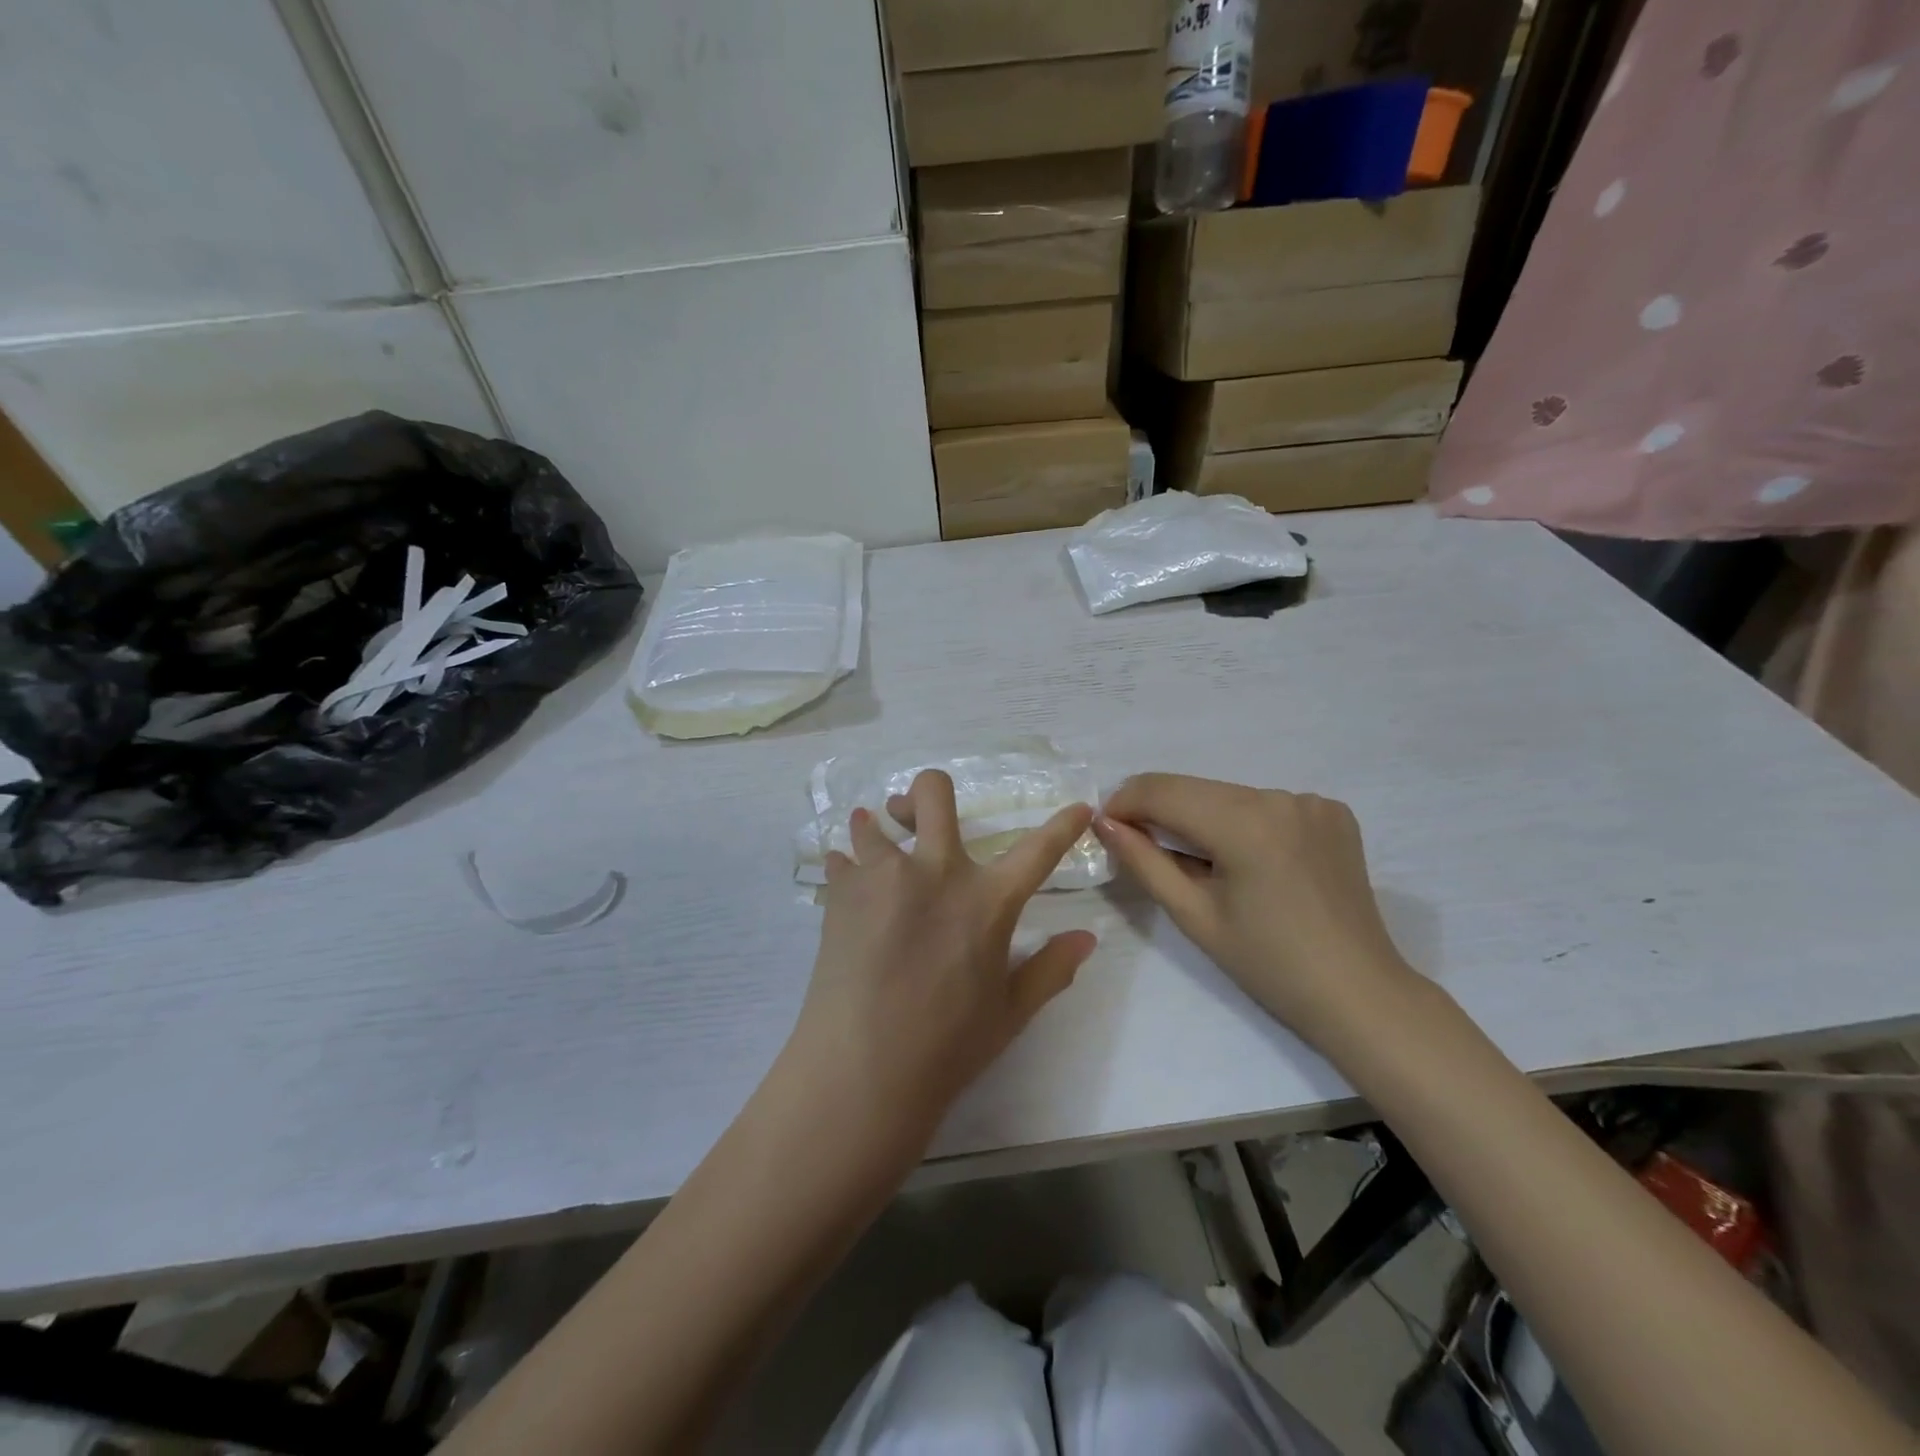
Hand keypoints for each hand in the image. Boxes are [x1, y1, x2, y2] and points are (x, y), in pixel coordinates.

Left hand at [785, 770, 1097, 1148]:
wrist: (862, 1069)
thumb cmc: (947, 1045)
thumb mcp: (1009, 1012)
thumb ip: (1051, 969)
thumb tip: (1087, 938)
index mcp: (987, 900)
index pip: (1039, 850)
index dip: (1064, 826)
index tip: (1079, 807)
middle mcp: (936, 870)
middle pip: (933, 791)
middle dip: (927, 792)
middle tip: (919, 817)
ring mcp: (884, 876)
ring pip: (873, 821)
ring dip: (878, 829)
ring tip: (877, 849)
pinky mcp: (841, 893)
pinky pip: (840, 860)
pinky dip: (847, 868)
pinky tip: (850, 891)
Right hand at [1093, 774, 1418, 1049]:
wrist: (1359, 995)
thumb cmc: (1268, 965)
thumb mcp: (1193, 915)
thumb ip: (1143, 861)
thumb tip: (1104, 822)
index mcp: (1245, 823)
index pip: (1162, 790)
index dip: (1124, 802)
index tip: (1105, 827)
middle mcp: (1280, 797)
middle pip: (1195, 789)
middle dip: (1159, 811)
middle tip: (1139, 846)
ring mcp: (1311, 801)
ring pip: (1229, 795)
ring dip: (1201, 817)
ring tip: (1201, 863)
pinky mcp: (1332, 812)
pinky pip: (1266, 805)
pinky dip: (1243, 822)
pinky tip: (1250, 860)